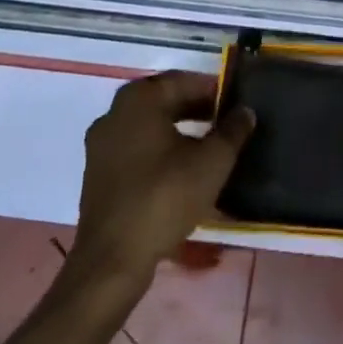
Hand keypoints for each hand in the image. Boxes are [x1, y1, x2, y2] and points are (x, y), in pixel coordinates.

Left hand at [70, 71, 254, 287]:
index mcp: (139, 99)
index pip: (184, 81)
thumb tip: (245, 111)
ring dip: (179, 131)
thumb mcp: (211, 162)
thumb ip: (232, 131)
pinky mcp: (97, 175)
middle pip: (164, 101)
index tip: (236, 105)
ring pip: (149, 126)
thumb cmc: (164, 198)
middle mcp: (114, 112)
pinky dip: (159, 151)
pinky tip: (181, 172)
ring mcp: (101, 145)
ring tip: (208, 148)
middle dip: (197, 110)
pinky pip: (135, 149)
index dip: (213, 91)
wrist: (112, 262)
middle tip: (226, 124)